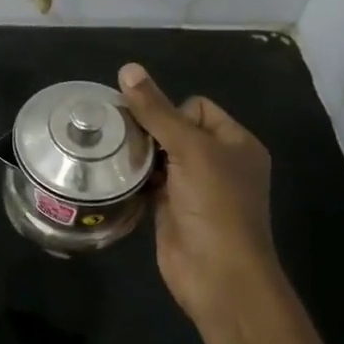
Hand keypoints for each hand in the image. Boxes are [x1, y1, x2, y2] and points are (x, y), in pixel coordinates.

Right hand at [118, 63, 280, 328]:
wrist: (218, 274)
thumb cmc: (215, 205)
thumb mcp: (189, 150)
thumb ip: (156, 111)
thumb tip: (128, 68)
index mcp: (236, 142)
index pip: (196, 106)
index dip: (170, 110)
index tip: (148, 126)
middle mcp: (218, 161)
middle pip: (174, 129)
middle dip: (147, 130)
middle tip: (116, 134)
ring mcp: (195, 187)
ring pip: (159, 156)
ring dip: (137, 153)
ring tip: (107, 151)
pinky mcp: (172, 208)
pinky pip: (149, 181)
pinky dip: (133, 177)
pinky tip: (111, 174)